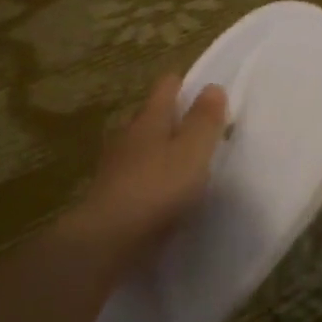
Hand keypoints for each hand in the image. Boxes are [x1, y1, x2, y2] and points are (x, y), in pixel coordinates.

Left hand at [58, 75, 227, 268]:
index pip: (165, 88)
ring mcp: (116, 166)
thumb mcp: (193, 151)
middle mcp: (128, 136)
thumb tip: (212, 87)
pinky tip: (163, 189)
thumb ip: (204, 120)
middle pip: (150, 116)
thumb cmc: (158, 188)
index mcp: (149, 120)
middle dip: (171, 116)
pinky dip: (150, 175)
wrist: (109, 238)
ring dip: (159, 148)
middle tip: (197, 124)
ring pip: (141, 146)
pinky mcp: (112, 194)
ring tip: (182, 158)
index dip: (182, 84)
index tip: (200, 87)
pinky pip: (136, 174)